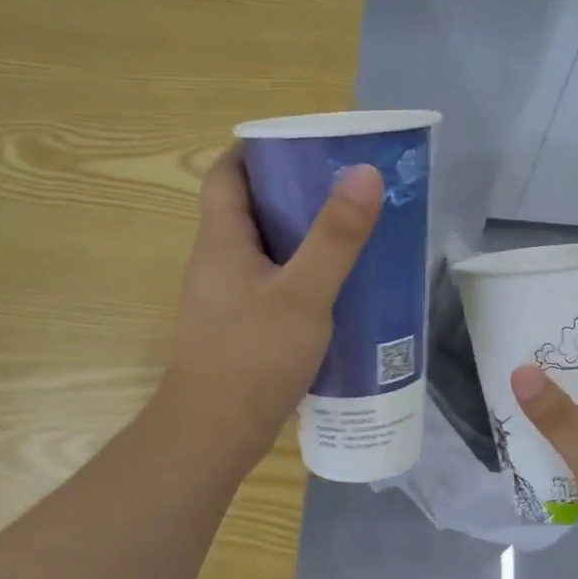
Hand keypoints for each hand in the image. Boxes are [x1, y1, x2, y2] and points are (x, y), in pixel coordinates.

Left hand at [156, 146, 382, 469]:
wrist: (213, 434)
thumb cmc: (253, 356)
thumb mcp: (303, 293)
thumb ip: (336, 236)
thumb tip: (364, 172)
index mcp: (221, 239)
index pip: (226, 174)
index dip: (256, 150)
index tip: (301, 144)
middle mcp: (216, 261)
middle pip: (248, 208)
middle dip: (291, 191)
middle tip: (341, 186)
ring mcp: (224, 297)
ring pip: (262, 248)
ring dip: (299, 235)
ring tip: (348, 229)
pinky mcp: (238, 327)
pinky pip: (269, 283)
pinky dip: (298, 274)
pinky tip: (334, 287)